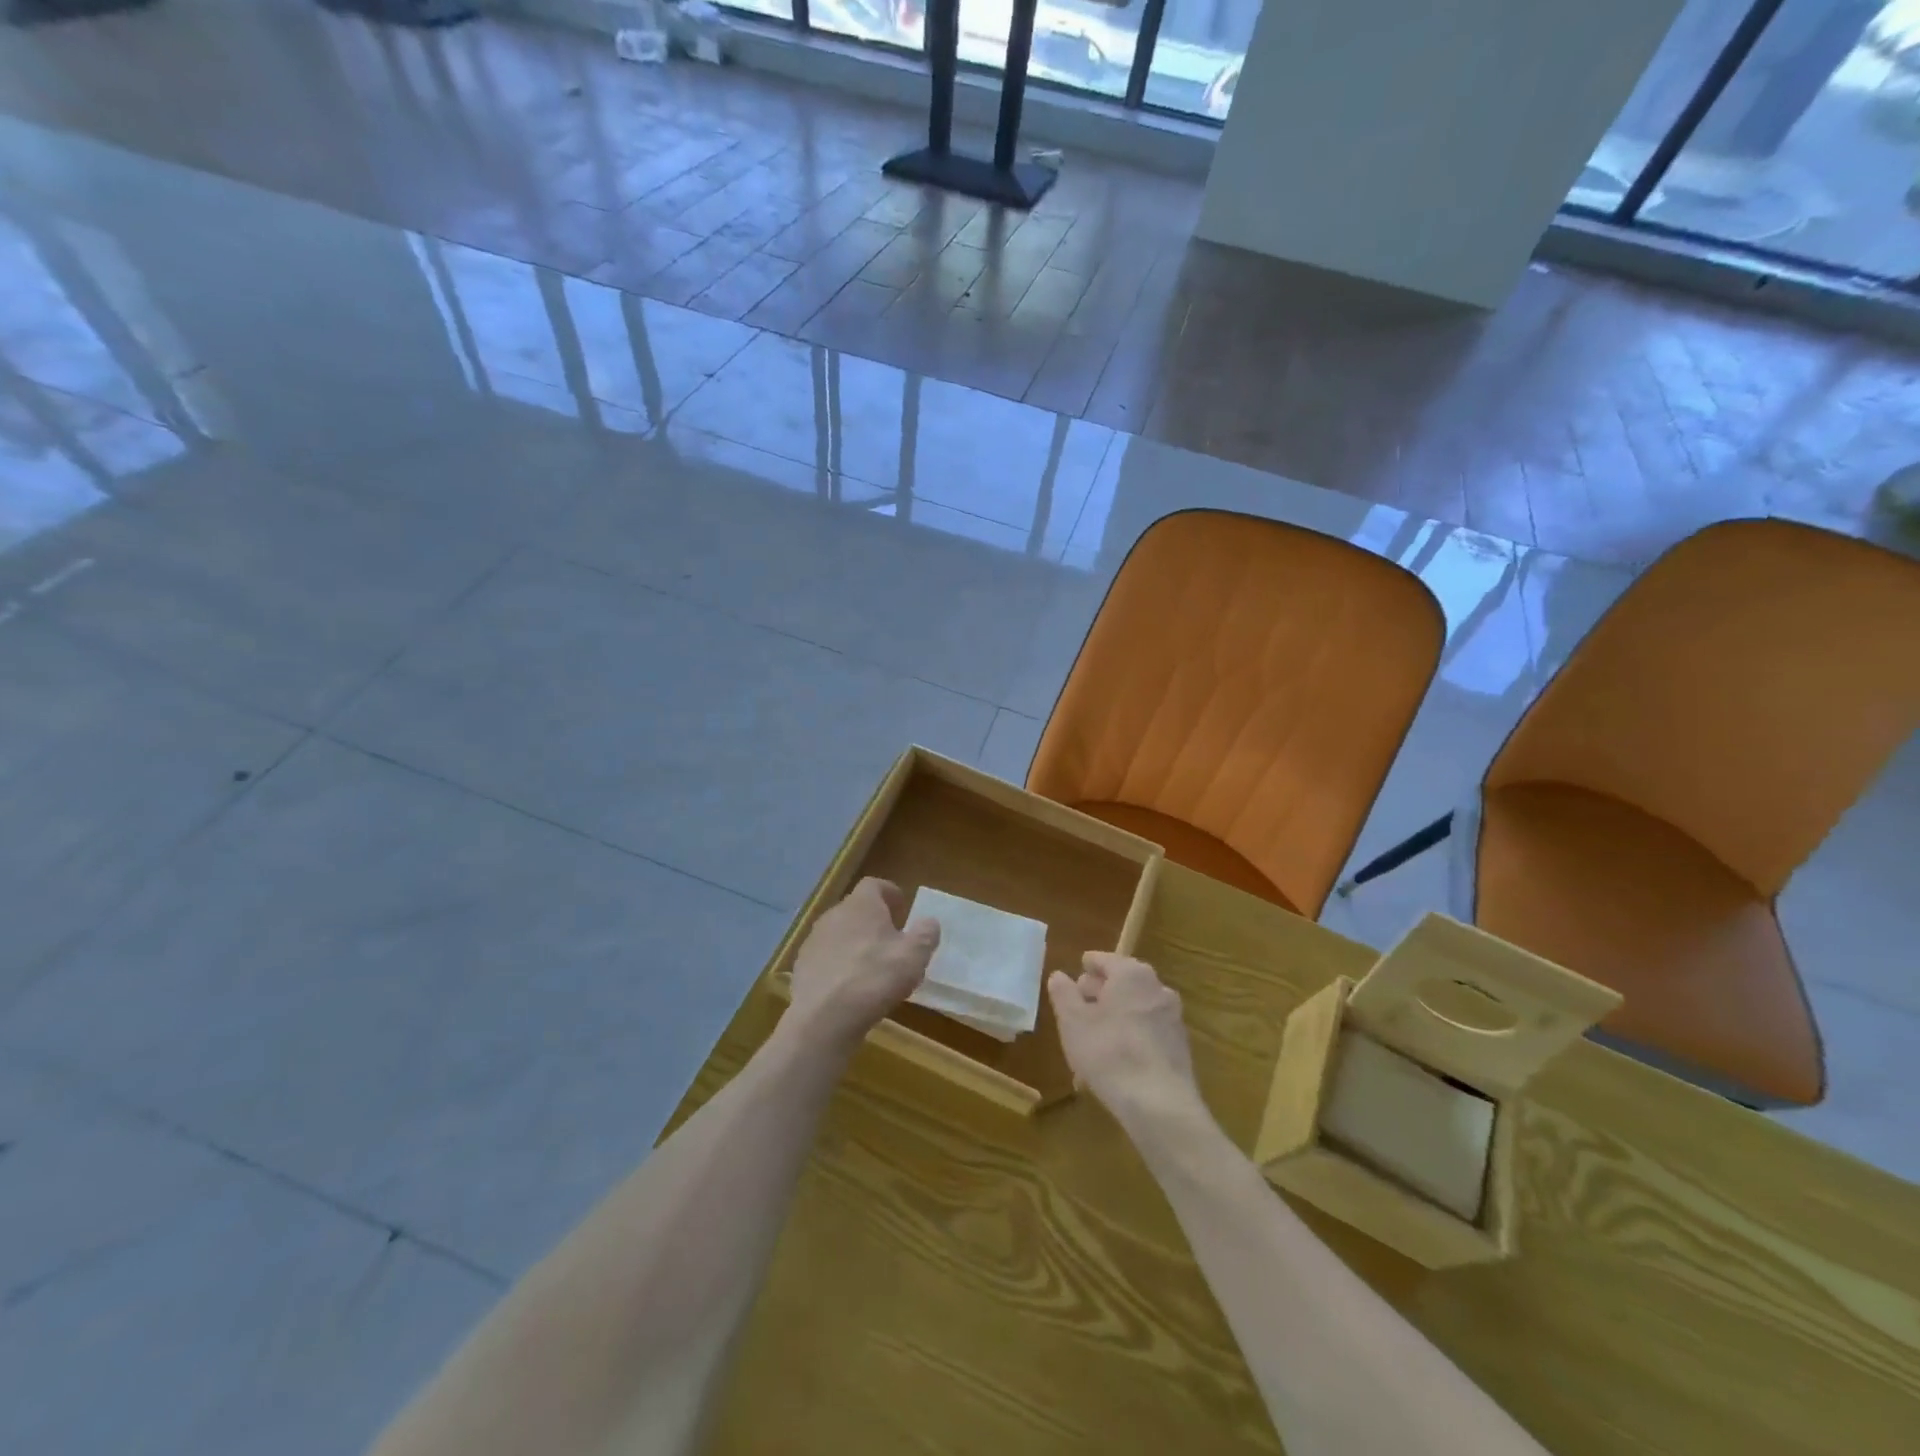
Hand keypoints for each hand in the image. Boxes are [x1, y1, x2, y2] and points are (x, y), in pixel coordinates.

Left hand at [787, 879, 939, 1049]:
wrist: (823, 1017)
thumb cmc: (875, 977)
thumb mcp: (914, 956)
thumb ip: (926, 934)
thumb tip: (929, 922)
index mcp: (861, 905)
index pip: (874, 885)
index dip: (889, 893)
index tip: (902, 908)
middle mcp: (834, 915)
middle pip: (856, 910)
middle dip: (874, 922)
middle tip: (892, 941)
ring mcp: (814, 941)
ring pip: (840, 934)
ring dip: (856, 944)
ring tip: (872, 968)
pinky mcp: (801, 967)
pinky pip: (826, 959)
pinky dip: (839, 966)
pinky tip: (850, 988)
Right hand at [1048, 953, 1202, 1129]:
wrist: (1160, 1105)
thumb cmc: (1109, 1052)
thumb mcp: (1073, 1022)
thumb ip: (1064, 994)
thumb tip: (1059, 976)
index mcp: (1132, 974)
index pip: (1105, 960)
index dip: (1088, 965)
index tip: (1078, 969)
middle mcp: (1157, 988)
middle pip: (1123, 983)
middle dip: (1100, 993)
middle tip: (1079, 1006)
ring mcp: (1172, 1018)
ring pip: (1135, 1009)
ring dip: (1114, 1018)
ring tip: (1092, 1038)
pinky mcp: (1179, 1047)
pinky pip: (1147, 1032)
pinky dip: (1130, 1037)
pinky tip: (1114, 1060)